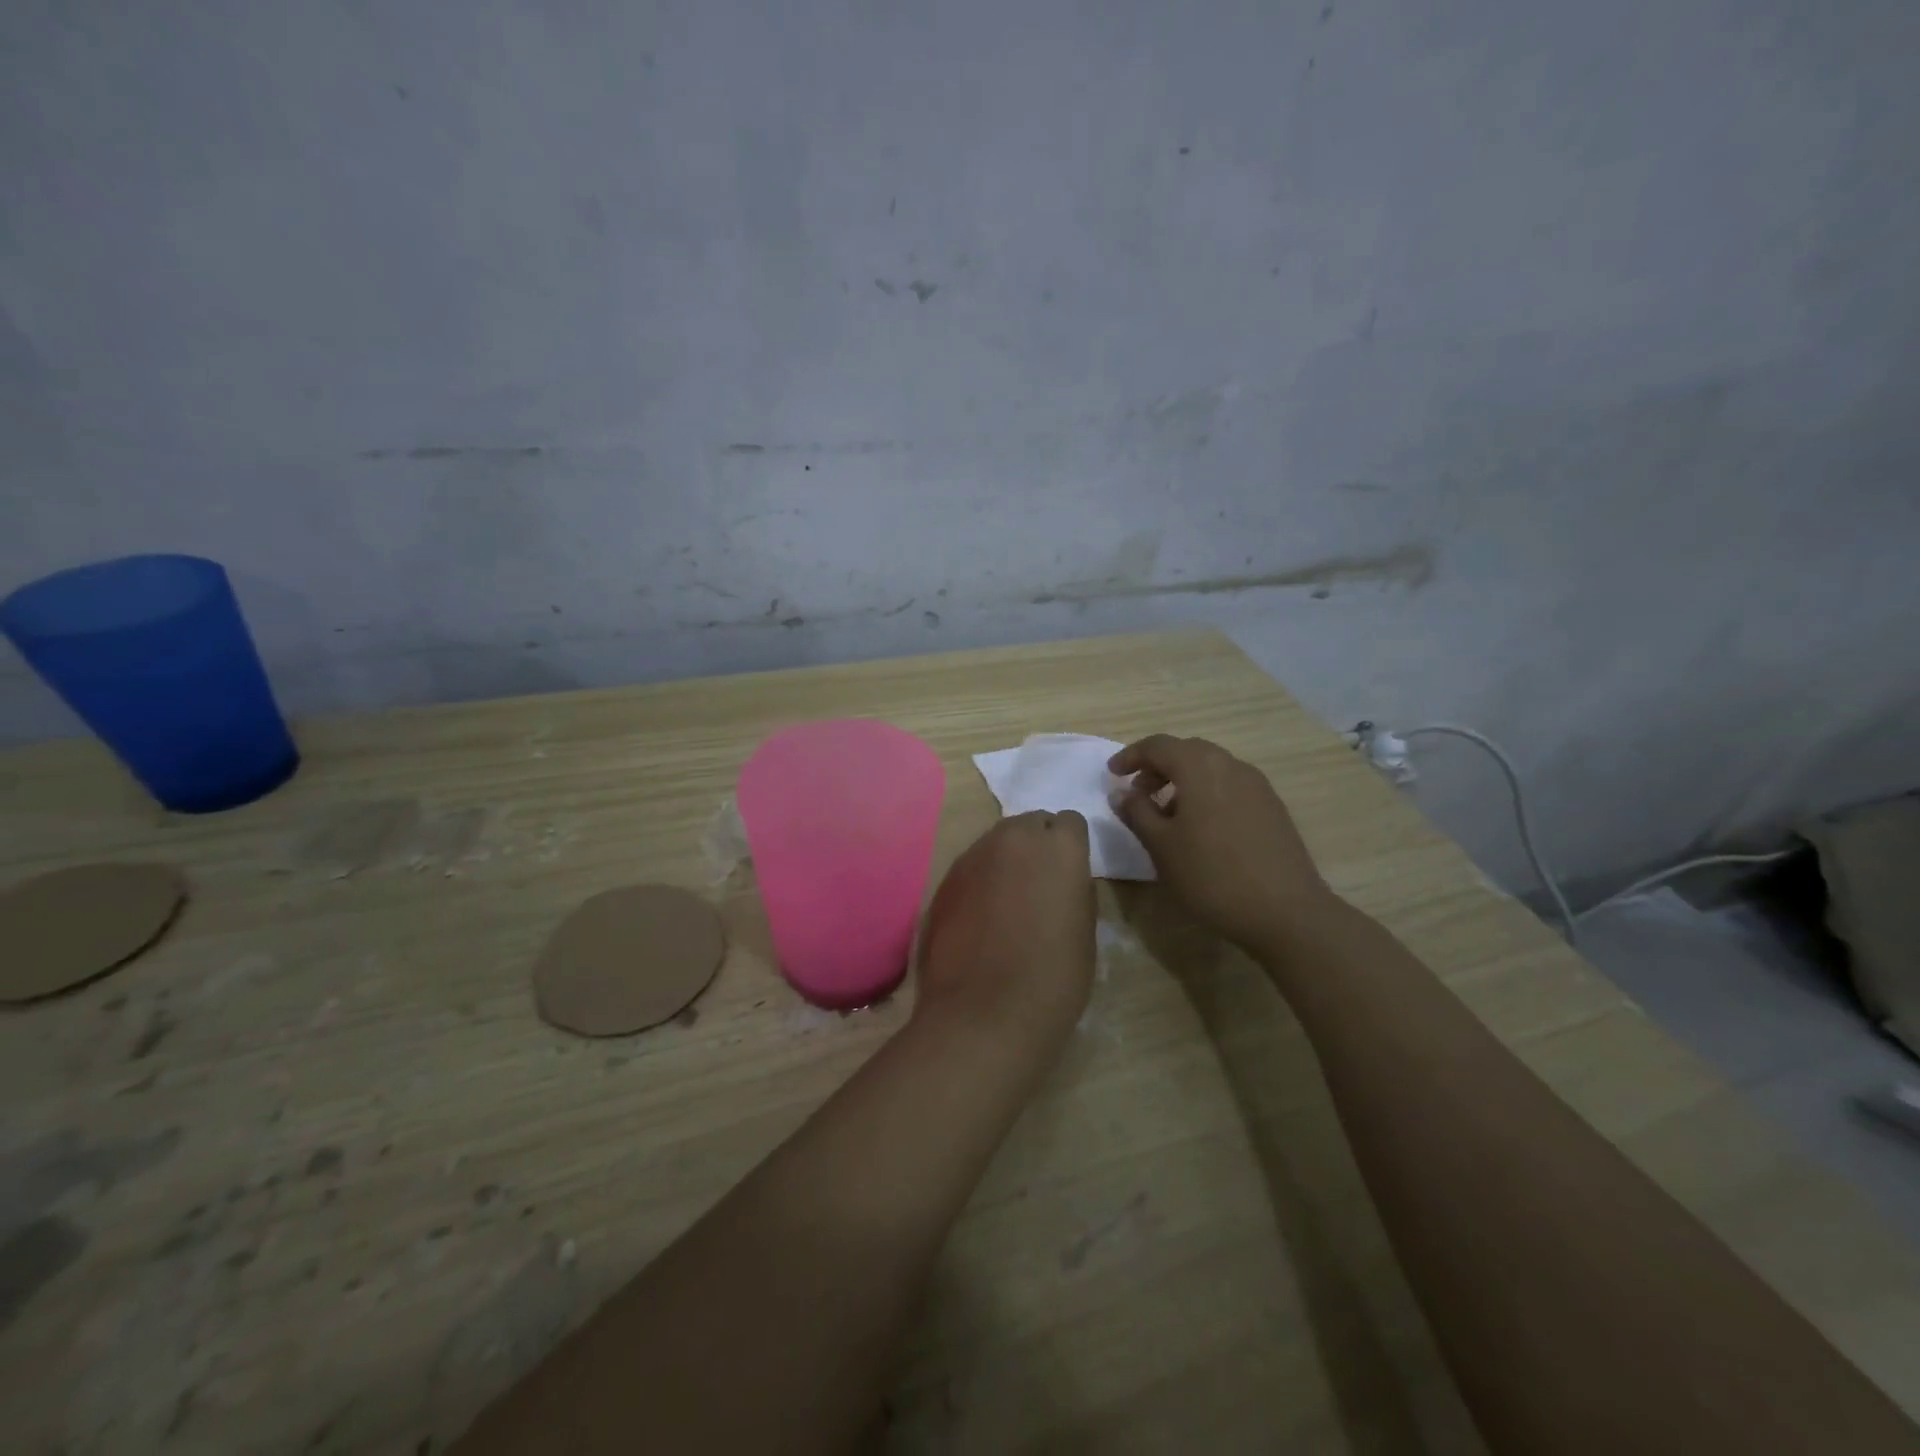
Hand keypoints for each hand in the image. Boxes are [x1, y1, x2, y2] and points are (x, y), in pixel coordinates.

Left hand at [914, 811, 1095, 1052]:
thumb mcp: (1085, 931)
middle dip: (1037, 846)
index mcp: (1058, 845)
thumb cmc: (1053, 978)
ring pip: (996, 843)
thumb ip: (1074, 889)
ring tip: (1007, 903)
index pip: (1070, 823)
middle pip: (1030, 824)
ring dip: (1006, 861)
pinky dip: (979, 883)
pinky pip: (970, 868)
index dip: (1071, 848)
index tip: (1069, 875)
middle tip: (1039, 886)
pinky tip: (980, 920)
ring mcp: (972, 856)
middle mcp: (1013, 837)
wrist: (984, 1013)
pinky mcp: (944, 879)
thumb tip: (1062, 880)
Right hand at [1109, 735, 1335, 951]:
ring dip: (1183, 781)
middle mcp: (1230, 765)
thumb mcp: (1161, 846)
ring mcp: (1257, 785)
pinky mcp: (1272, 807)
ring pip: (1211, 768)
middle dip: (1158, 767)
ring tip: (1166, 814)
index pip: (1158, 746)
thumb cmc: (1211, 875)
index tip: (1112, 775)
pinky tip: (1201, 828)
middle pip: (1187, 751)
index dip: (1131, 756)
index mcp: (1199, 767)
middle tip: (1138, 793)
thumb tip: (1122, 793)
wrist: (1285, 911)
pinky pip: (1230, 786)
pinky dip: (1206, 794)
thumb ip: (1137, 813)